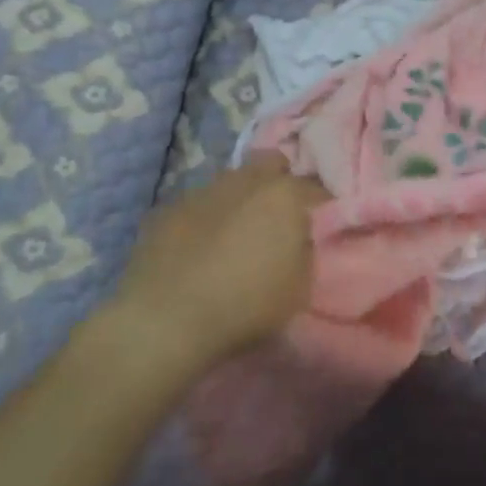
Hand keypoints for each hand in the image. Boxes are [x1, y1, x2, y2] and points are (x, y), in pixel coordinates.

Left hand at [100, 156, 326, 365]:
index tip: (319, 220)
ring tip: (234, 231)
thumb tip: (296, 236)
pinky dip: (203, 218)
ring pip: (230, 181)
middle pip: (270, 163)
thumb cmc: (245, 306)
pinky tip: (198, 246)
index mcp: (283, 195)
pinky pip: (195, 205)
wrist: (165, 322)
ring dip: (238, 198)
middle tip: (277, 214)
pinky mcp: (166, 210)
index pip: (314, 187)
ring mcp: (202, 191)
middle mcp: (244, 181)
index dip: (319, 204)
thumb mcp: (298, 288)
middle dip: (277, 181)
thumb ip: (303, 250)